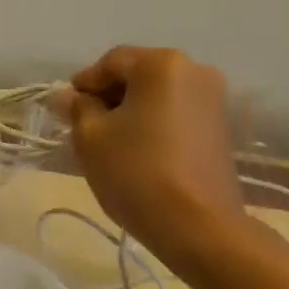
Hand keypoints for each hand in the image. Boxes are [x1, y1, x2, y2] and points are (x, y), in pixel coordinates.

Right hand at [60, 47, 243, 269]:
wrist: (198, 226)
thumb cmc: (137, 172)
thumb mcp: (91, 138)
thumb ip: (77, 108)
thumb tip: (66, 95)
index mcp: (162, 64)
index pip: (111, 62)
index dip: (84, 84)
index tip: (66, 111)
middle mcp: (195, 71)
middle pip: (138, 75)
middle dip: (109, 97)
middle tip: (85, 128)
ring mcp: (214, 100)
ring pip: (158, 95)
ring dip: (132, 111)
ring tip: (111, 143)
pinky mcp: (221, 128)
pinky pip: (176, 113)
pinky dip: (154, 124)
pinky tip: (139, 151)